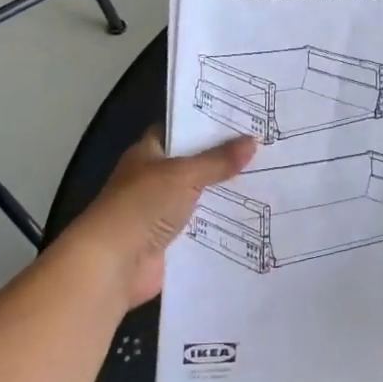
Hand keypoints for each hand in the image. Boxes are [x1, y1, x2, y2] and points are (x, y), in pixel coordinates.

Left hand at [66, 131, 256, 311]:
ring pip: (202, 195)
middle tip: (265, 145)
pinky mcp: (172, 241)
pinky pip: (204, 226)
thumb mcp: (184, 175)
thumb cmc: (142, 207)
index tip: (242, 116)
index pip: (180, 129)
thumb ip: (218, 160)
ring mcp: (163, 211)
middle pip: (195, 163)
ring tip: (269, 178)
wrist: (113, 265)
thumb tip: (253, 141)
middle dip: (225, 158)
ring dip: (227, 192)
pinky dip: (224, 223)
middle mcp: (155, 179)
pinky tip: (255, 215)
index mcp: (148, 153)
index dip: (207, 122)